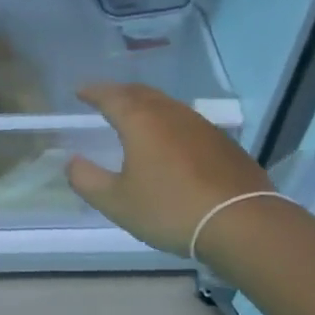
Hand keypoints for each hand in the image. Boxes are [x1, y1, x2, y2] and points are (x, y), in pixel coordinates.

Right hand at [66, 83, 273, 256]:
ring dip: (146, 105)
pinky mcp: (223, 143)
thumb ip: (88, 180)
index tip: (80, 91)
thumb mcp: (117, 202)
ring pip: (167, 105)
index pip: (111, 96)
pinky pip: (186, 122)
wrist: (242, 223)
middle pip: (140, 93)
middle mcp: (170, 114)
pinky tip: (171, 141)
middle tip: (105, 99)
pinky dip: (169, 123)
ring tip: (135, 116)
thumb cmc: (170, 209)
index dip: (93, 92)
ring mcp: (201, 126)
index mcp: (140, 121)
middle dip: (119, 93)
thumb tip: (72, 162)